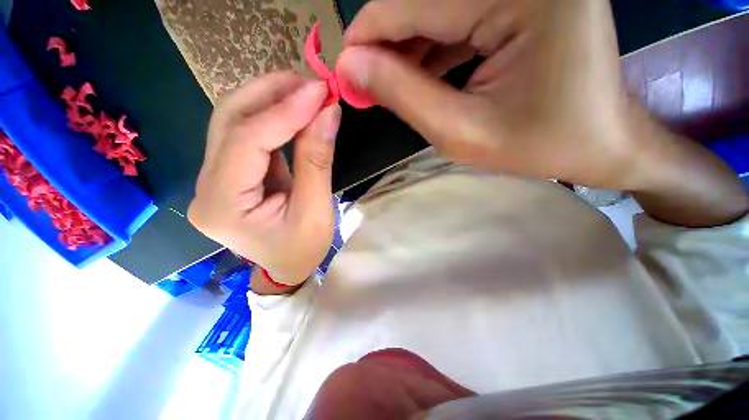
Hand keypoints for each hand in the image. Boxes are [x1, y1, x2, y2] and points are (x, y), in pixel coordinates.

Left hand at [188, 72, 340, 286]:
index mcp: (222, 205)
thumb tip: (328, 113)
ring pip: (234, 121)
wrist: (287, 268)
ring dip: (271, 99)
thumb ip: (317, 160)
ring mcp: (214, 177)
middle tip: (310, 82)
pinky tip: (295, 111)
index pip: (246, 142)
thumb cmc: (302, 249)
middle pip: (229, 120)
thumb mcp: (315, 210)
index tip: (319, 91)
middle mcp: (206, 186)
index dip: (284, 112)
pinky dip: (273, 117)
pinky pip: (248, 135)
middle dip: (271, 93)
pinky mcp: (231, 173)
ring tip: (305, 91)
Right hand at [338, 0, 746, 226]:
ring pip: (439, 7)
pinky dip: (432, 45)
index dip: (368, 34)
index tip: (344, 68)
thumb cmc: (539, 146)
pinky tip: (420, 73)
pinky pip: (461, 14)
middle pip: (425, 0)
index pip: (414, 2)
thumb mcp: (461, 132)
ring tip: (387, 84)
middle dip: (386, 43)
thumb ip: (403, 95)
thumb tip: (352, 66)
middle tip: (364, 83)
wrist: (600, 142)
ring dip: (407, 47)